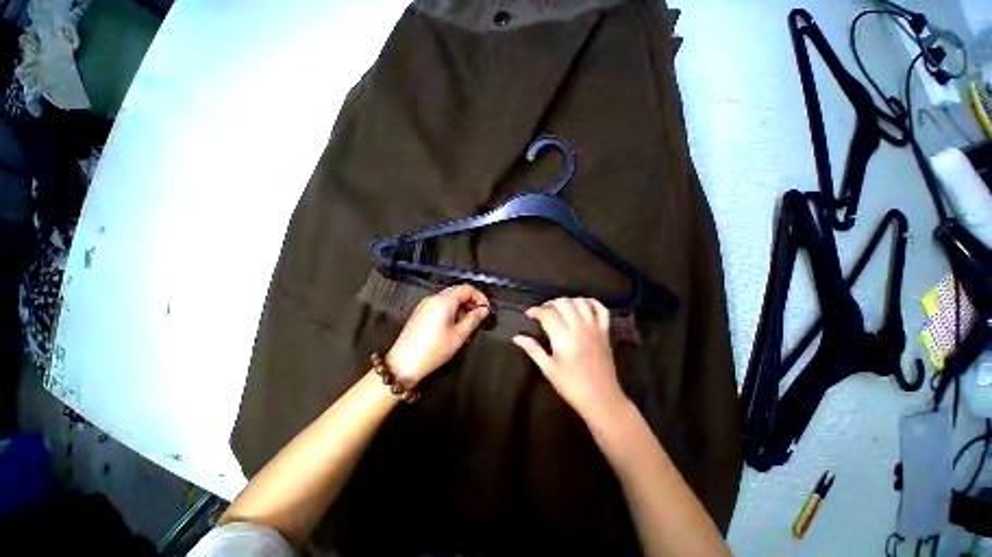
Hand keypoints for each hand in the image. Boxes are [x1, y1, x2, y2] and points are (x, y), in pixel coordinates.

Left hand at [387, 284, 489, 383]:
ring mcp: (425, 306)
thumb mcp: (459, 335)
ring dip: (461, 310)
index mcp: (443, 301)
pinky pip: (440, 308)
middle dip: (471, 304)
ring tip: (467, 328)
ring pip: (449, 301)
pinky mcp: (420, 314)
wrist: (404, 364)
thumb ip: (474, 319)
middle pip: (457, 293)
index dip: (480, 297)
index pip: (467, 289)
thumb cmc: (433, 350)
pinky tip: (455, 330)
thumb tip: (483, 310)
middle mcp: (433, 299)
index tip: (486, 310)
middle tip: (479, 318)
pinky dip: (451, 314)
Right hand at [513, 297, 627, 423]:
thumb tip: (516, 337)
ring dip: (568, 301)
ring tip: (560, 310)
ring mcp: (594, 328)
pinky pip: (601, 309)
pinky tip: (582, 305)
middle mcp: (579, 328)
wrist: (602, 399)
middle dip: (550, 304)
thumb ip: (533, 349)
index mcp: (564, 338)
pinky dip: (591, 302)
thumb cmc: (571, 386)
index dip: (536, 311)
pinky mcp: (605, 332)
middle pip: (563, 303)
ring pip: (580, 302)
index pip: (548, 314)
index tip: (529, 315)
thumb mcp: (548, 369)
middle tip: (543, 313)